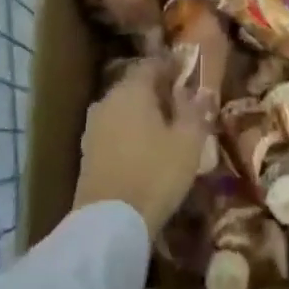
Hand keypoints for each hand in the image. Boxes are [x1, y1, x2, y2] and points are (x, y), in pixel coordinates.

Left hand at [73, 54, 209, 234]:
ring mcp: (93, 127)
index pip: (152, 64)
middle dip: (157, 90)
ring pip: (123, 109)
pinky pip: (114, 130)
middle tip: (181, 100)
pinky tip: (146, 147)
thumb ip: (195, 111)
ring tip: (166, 126)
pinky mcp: (87, 152)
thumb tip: (202, 91)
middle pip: (135, 85)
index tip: (188, 70)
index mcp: (132, 90)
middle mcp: (107, 101)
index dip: (171, 65)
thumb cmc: (155, 174)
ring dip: (143, 112)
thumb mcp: (188, 142)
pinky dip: (130, 131)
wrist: (109, 224)